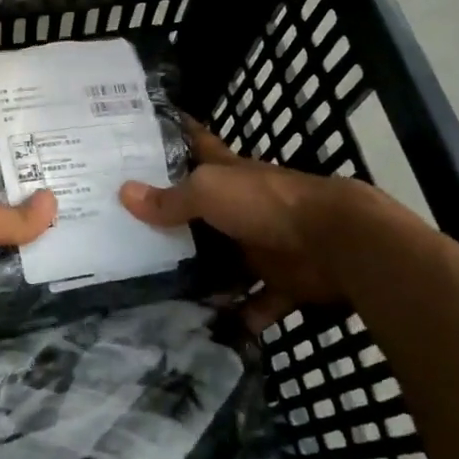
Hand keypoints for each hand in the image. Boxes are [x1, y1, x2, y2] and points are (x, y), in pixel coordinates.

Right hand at [120, 121, 389, 331]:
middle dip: (174, 220)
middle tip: (129, 232)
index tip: (144, 131)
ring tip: (158, 291)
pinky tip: (211, 327)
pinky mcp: (283, 280)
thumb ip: (169, 199)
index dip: (175, 134)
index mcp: (228, 174)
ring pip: (226, 261)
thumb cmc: (264, 203)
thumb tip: (123, 193)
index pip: (197, 144)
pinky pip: (257, 303)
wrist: (335, 241)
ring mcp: (264, 244)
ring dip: (203, 276)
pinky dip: (241, 316)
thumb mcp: (208, 192)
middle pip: (203, 211)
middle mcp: (243, 206)